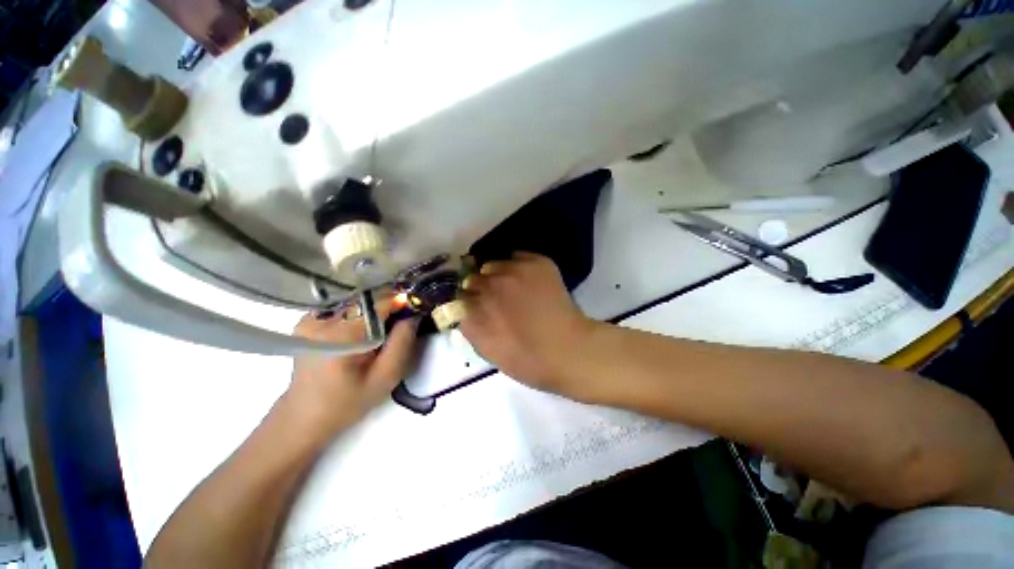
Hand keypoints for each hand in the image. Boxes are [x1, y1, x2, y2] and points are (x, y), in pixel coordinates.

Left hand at [285, 300, 417, 440]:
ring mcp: (310, 318)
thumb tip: (412, 315)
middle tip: (403, 318)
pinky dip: (359, 311)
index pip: (377, 302)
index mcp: (341, 334)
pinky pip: (342, 306)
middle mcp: (322, 319)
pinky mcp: (307, 321)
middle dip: (388, 303)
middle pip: (365, 298)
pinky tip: (364, 328)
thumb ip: (402, 342)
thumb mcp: (386, 377)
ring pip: (355, 300)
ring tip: (385, 324)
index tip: (416, 306)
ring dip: (374, 307)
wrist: (305, 417)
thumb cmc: (348, 402)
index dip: (400, 301)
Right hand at [460, 252, 594, 397]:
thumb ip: (471, 326)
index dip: (465, 301)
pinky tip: (528, 280)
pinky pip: (516, 257)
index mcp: (474, 310)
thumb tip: (464, 310)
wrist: (570, 350)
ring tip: (511, 288)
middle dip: (479, 288)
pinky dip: (518, 267)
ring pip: (492, 265)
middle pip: (472, 278)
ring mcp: (513, 271)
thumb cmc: (528, 361)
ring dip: (496, 276)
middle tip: (494, 298)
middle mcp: (488, 286)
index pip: (456, 296)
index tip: (473, 306)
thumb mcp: (488, 351)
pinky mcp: (536, 262)